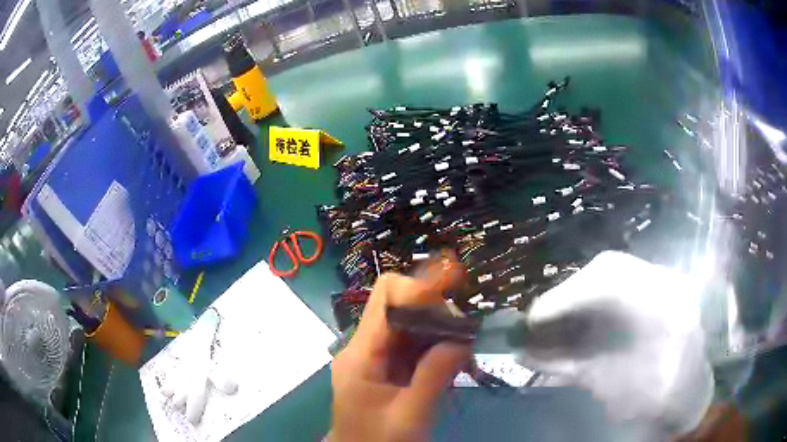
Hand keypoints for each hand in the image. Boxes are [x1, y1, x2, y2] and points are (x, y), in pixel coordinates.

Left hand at [328, 256, 470, 441]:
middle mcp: (365, 345)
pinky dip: (436, 346)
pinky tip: (452, 363)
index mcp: (362, 353)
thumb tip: (463, 337)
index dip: (423, 287)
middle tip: (465, 337)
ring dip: (441, 331)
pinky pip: (413, 342)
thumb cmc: (378, 441)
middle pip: (403, 304)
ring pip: (411, 322)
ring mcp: (375, 354)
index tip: (457, 291)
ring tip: (463, 354)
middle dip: (438, 313)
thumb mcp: (409, 415)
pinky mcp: (386, 365)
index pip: (388, 296)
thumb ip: (434, 375)